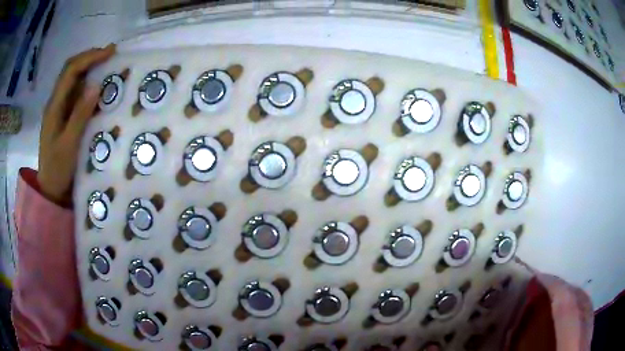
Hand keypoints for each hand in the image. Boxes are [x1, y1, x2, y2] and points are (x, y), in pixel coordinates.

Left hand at [37, 44, 115, 204]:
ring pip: (73, 79)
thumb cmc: (58, 170)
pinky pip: (75, 93)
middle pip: (70, 69)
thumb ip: (80, 115)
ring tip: (108, 66)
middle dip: (90, 58)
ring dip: (89, 69)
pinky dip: (88, 85)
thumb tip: (96, 85)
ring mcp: (59, 109)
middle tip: (111, 55)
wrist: (50, 190)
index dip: (89, 57)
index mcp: (54, 106)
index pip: (70, 70)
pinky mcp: (63, 116)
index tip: (110, 53)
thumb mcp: (69, 145)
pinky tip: (98, 88)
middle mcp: (56, 102)